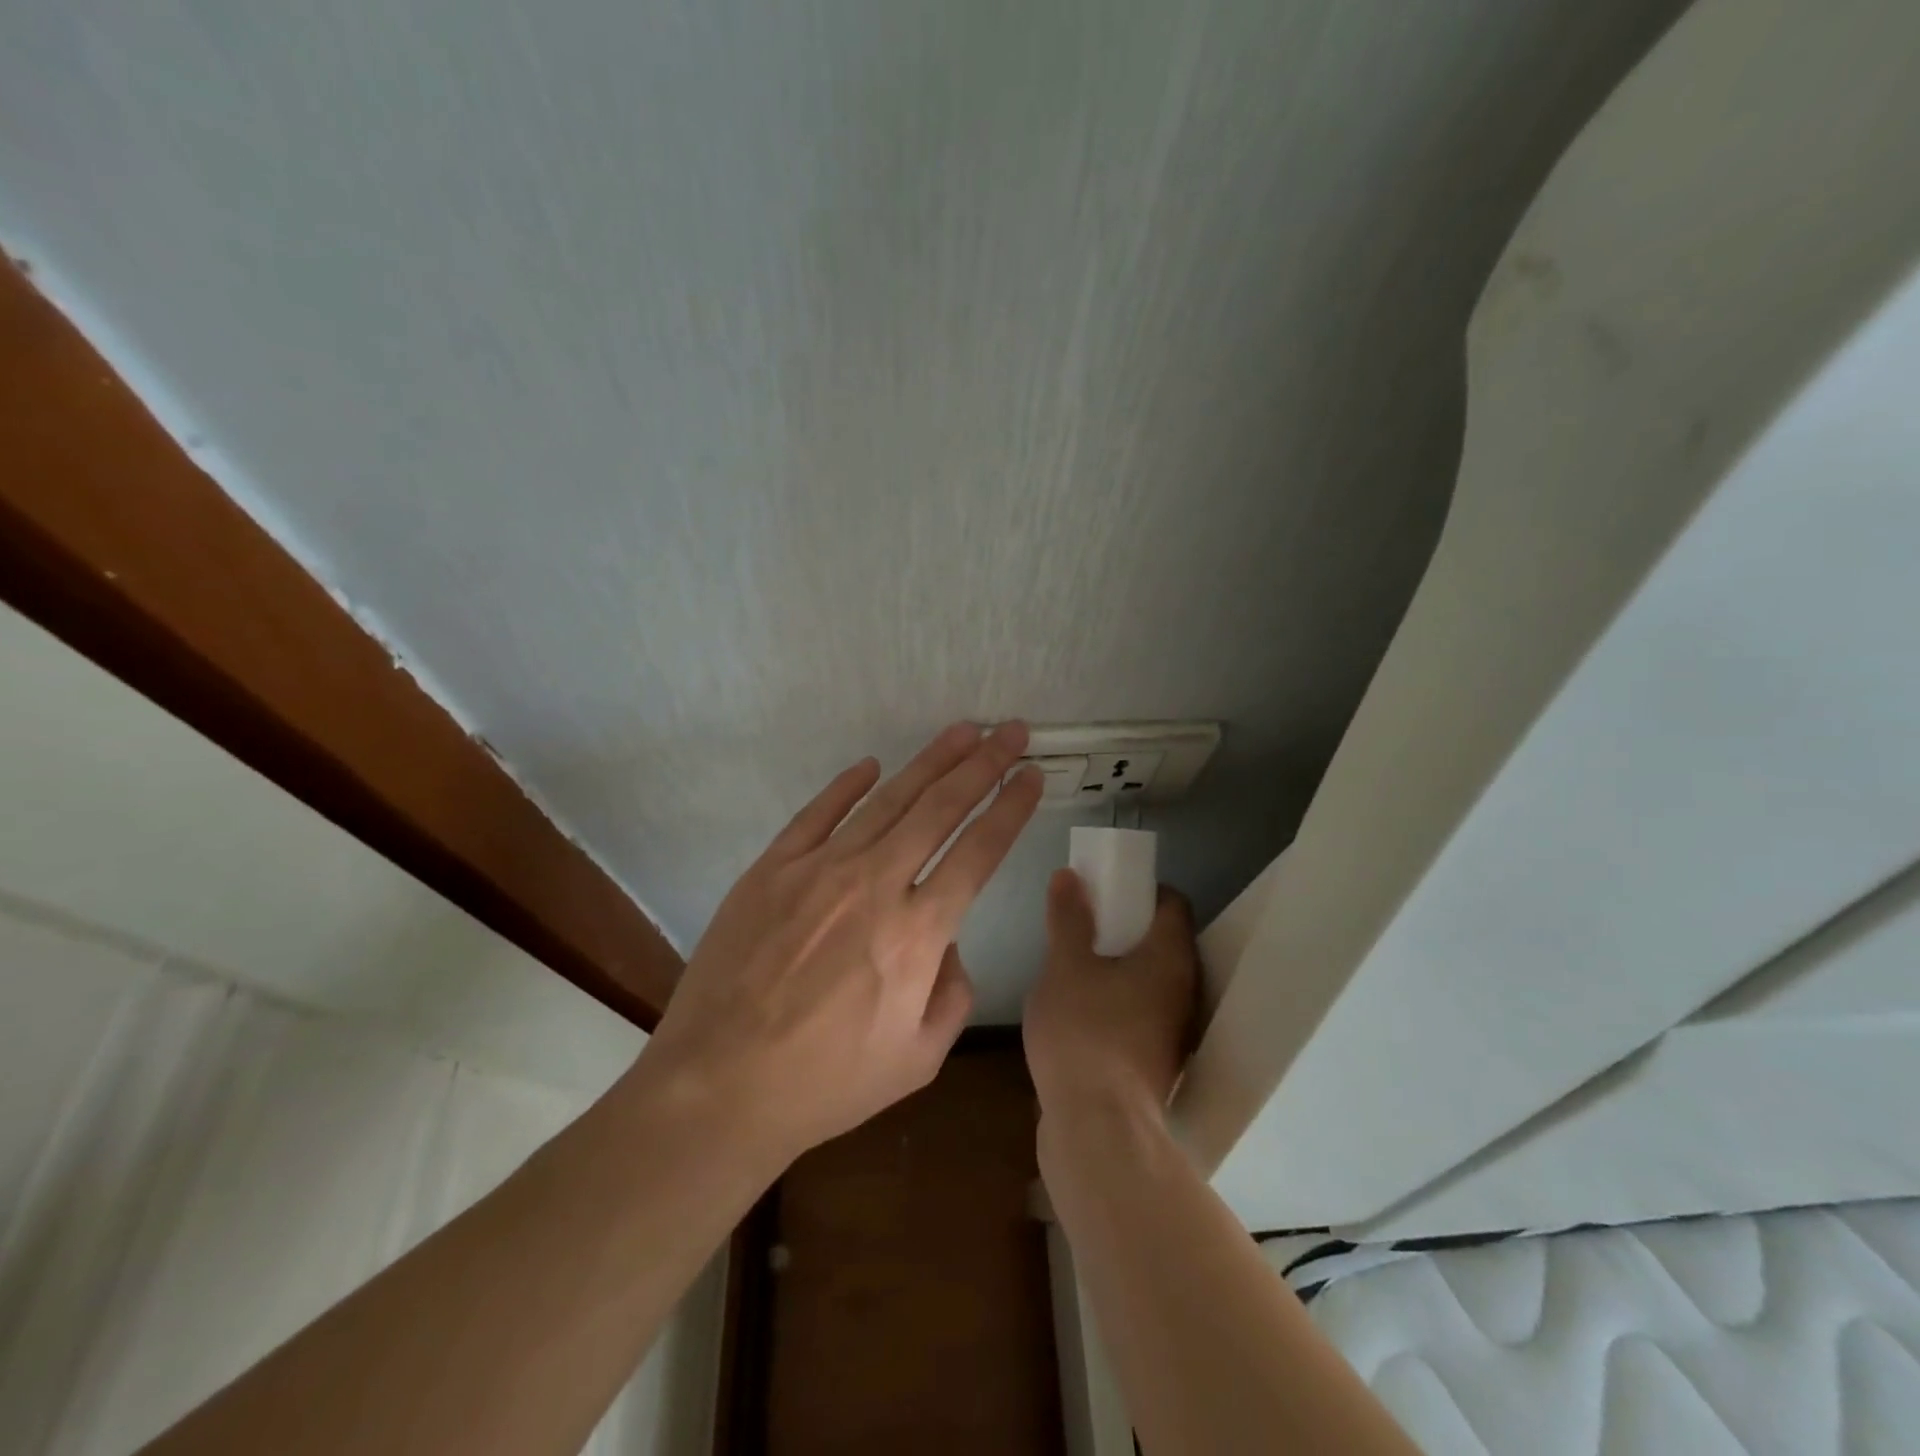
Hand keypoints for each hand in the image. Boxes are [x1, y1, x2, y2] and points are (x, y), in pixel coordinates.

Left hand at [630, 722, 1043, 1172]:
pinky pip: (818, 813)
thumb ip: (953, 993)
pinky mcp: (772, 868)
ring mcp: (819, 870)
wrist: (718, 1086)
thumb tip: (947, 944)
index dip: (1011, 807)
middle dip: (983, 764)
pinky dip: (847, 785)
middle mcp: (875, 885)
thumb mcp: (918, 1059)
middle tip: (1010, 731)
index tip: (1032, 776)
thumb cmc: (825, 1083)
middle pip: (940, 808)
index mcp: (918, 934)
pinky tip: (872, 766)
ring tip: (963, 732)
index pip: (979, 851)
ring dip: (930, 761)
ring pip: (887, 800)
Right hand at [1024, 871, 1198, 1121]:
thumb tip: (1070, 874)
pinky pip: (1143, 1011)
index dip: (1142, 889)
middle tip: (1086, 923)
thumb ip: (1068, 919)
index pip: (1173, 903)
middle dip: (1127, 927)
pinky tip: (1082, 1009)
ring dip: (1122, 966)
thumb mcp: (1065, 966)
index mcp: (1170, 958)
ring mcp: (1173, 1030)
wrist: (1097, 1128)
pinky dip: (1120, 999)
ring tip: (1078, 964)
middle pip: (1163, 941)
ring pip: (1153, 980)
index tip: (1107, 889)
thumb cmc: (1083, 1033)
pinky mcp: (1157, 1060)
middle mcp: (1184, 990)